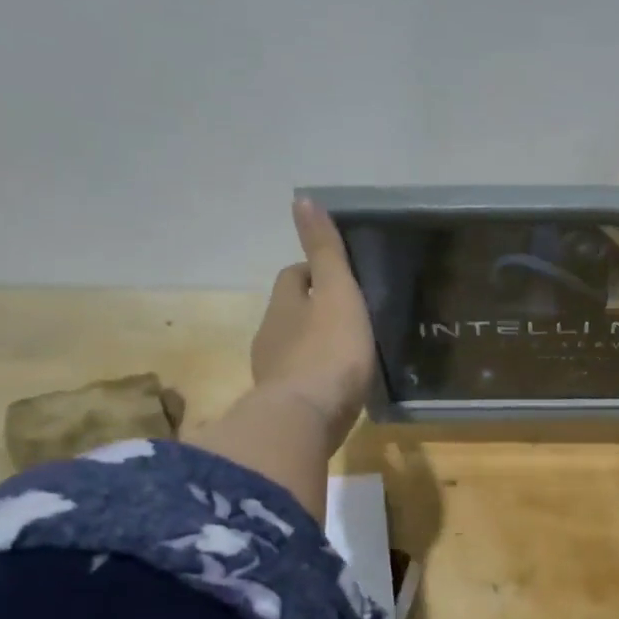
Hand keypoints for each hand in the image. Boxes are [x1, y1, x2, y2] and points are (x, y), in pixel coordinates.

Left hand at [250, 199, 375, 451]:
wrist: (305, 419)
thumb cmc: (329, 351)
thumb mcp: (337, 293)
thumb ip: (324, 251)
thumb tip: (302, 198)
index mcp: (284, 304)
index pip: (292, 277)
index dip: (313, 273)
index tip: (340, 280)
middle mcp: (270, 335)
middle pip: (290, 312)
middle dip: (312, 311)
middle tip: (348, 317)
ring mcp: (273, 373)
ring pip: (292, 348)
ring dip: (313, 346)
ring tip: (346, 354)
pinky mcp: (283, 406)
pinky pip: (298, 382)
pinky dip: (314, 378)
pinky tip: (335, 388)